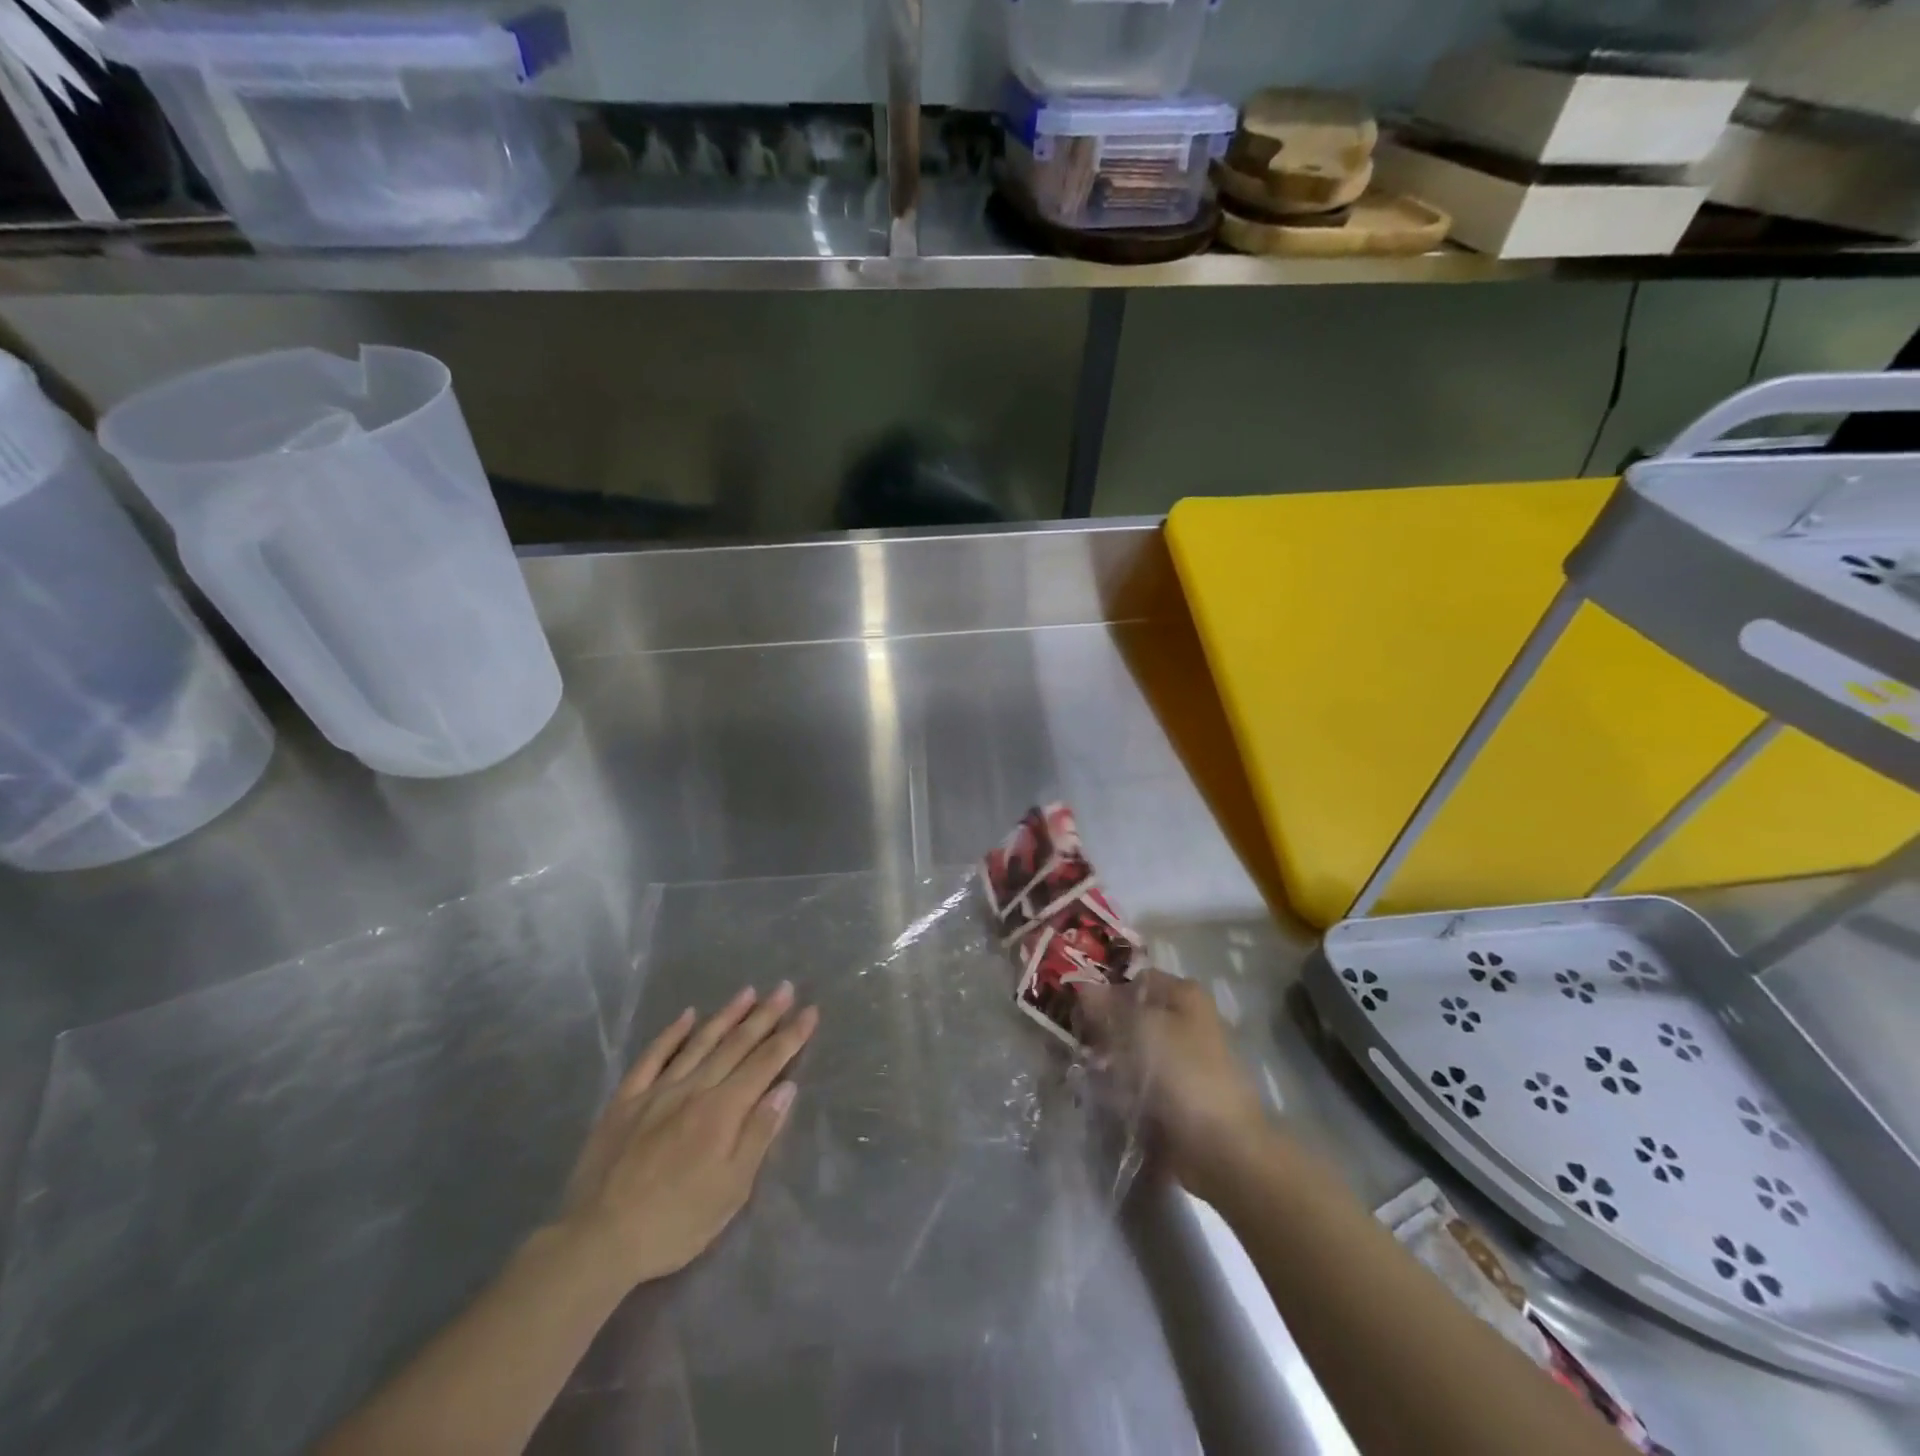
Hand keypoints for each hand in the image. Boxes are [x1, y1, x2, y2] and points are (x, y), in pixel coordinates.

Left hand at [557, 983, 818, 1287]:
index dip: (791, 1036)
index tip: (811, 1011)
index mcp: (723, 1111)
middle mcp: (694, 1089)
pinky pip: (652, 1057)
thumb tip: (786, 1088)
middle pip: (736, 1045)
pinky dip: (671, 1034)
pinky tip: (686, 1015)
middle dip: (765, 1015)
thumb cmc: (675, 1223)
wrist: (597, 1241)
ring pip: (699, 1043)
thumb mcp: (731, 1190)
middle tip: (785, 988)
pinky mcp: (625, 1100)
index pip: (766, 1063)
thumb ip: (758, 1134)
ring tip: (748, 991)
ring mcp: (657, 1091)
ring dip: (727, 1015)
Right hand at [1078, 969, 1270, 1204]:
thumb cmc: (1183, 1073)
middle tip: (1082, 1043)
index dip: (1106, 990)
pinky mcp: (1176, 1092)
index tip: (1078, 1009)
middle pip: (1133, 1014)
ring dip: (1110, 1058)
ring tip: (1091, 1072)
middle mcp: (1185, 1019)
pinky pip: (1140, 1079)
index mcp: (1184, 994)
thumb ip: (1107, 1005)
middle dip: (1105, 1027)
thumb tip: (1080, 986)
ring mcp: (1182, 1058)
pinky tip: (1106, 1094)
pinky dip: (1122, 1085)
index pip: (1135, 979)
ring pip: (1133, 1047)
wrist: (1222, 1148)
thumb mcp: (1140, 1028)